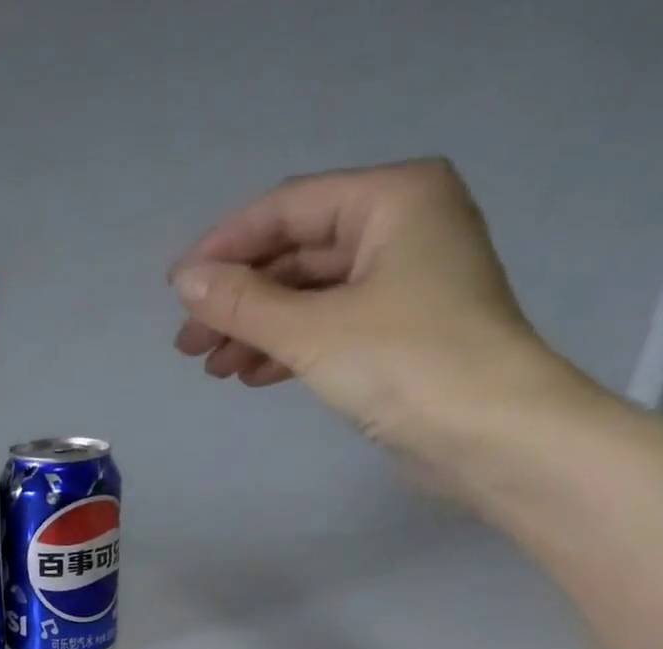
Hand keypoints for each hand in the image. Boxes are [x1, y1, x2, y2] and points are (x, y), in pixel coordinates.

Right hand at [170, 159, 588, 492]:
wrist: (487, 434)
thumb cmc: (404, 363)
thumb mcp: (312, 330)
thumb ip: (243, 304)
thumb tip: (184, 283)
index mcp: (393, 199)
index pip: (289, 209)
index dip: (225, 247)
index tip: (175, 288)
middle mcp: (401, 227)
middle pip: (296, 255)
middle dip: (238, 300)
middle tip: (187, 344)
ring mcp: (402, 283)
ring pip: (308, 297)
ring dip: (256, 330)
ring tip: (212, 368)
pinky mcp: (399, 333)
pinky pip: (327, 328)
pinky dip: (286, 349)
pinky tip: (251, 375)